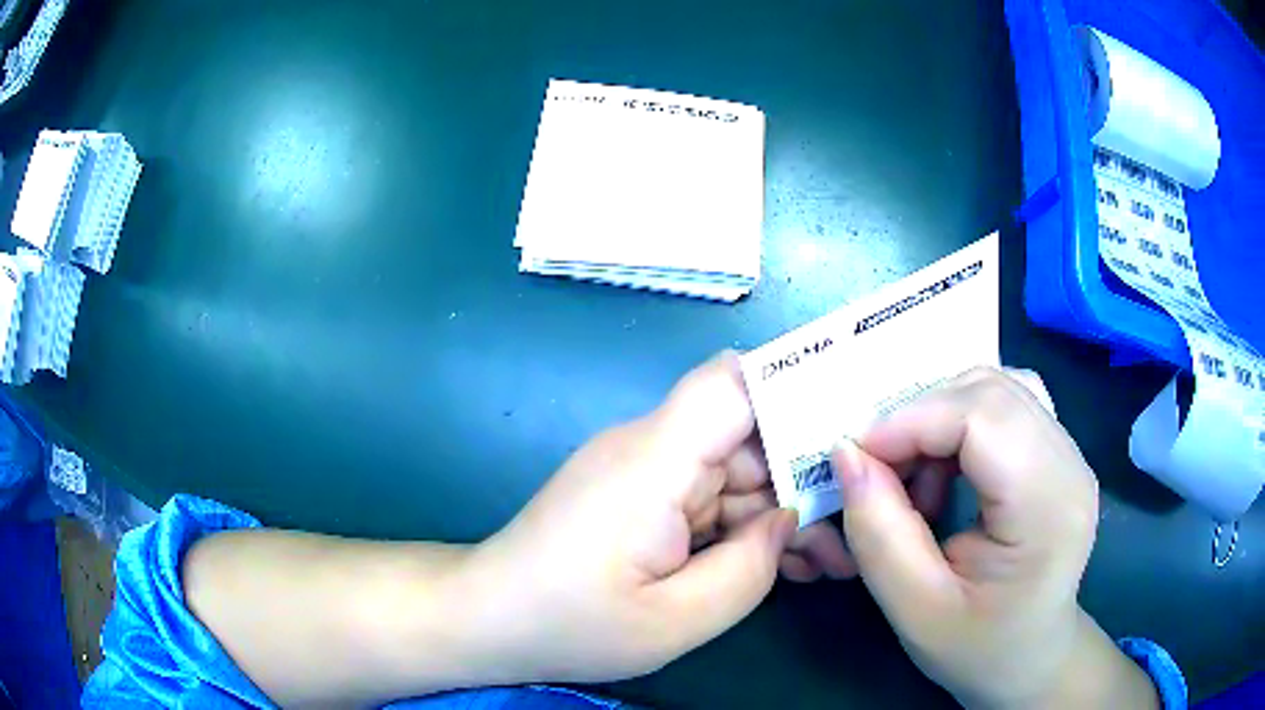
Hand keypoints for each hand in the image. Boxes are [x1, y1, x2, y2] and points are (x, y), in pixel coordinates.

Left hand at [459, 352, 851, 683]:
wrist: (489, 619)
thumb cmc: (570, 624)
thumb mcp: (675, 620)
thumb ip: (749, 569)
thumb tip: (789, 521)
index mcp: (655, 461)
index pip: (733, 383)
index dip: (797, 387)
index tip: (850, 424)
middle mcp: (651, 448)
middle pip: (748, 433)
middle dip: (806, 477)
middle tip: (853, 532)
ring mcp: (645, 470)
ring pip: (736, 470)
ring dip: (781, 510)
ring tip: (825, 563)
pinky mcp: (641, 495)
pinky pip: (710, 497)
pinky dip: (746, 525)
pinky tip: (778, 565)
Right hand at [832, 368, 1157, 708]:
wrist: (1029, 658)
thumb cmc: (977, 647)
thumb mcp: (915, 610)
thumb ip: (878, 534)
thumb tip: (845, 454)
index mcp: (1048, 508)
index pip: (983, 417)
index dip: (911, 421)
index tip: (855, 456)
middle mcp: (1069, 462)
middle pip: (989, 390)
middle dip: (920, 417)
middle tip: (880, 470)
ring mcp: (1069, 450)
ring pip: (995, 387)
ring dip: (940, 417)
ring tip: (916, 477)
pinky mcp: (1058, 449)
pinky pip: (1005, 402)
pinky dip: (961, 422)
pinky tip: (947, 468)